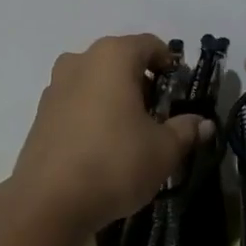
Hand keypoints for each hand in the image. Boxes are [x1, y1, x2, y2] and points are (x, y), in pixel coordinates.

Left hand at [10, 34, 214, 235]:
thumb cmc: (115, 162)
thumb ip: (185, 130)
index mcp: (113, 56)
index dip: (169, 64)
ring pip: (95, 79)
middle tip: (158, 114)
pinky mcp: (41, 111)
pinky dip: (92, 111)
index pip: (149, 45)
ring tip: (130, 131)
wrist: (49, 201)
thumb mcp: (163, 150)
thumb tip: (203, 123)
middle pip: (120, 59)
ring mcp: (56, 84)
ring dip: (114, 95)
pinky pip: (76, 100)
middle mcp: (81, 60)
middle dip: (141, 81)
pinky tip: (101, 144)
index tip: (180, 91)